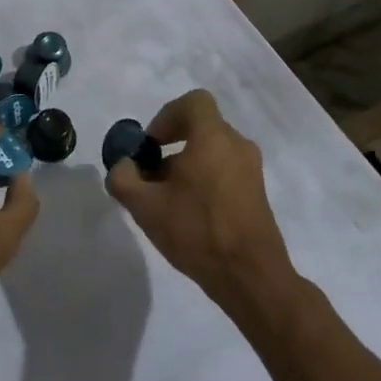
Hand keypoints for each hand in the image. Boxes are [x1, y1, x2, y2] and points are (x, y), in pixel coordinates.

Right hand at [104, 89, 291, 307]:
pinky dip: (204, 181)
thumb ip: (123, 179)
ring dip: (186, 167)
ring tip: (166, 201)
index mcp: (213, 137)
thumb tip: (122, 167)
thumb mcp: (145, 206)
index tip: (151, 145)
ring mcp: (251, 171)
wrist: (251, 278)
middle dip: (171, 147)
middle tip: (151, 176)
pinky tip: (188, 215)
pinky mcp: (257, 195)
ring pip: (212, 152)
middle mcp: (237, 146)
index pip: (193, 102)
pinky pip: (225, 172)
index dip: (166, 116)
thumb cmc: (197, 231)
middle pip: (200, 129)